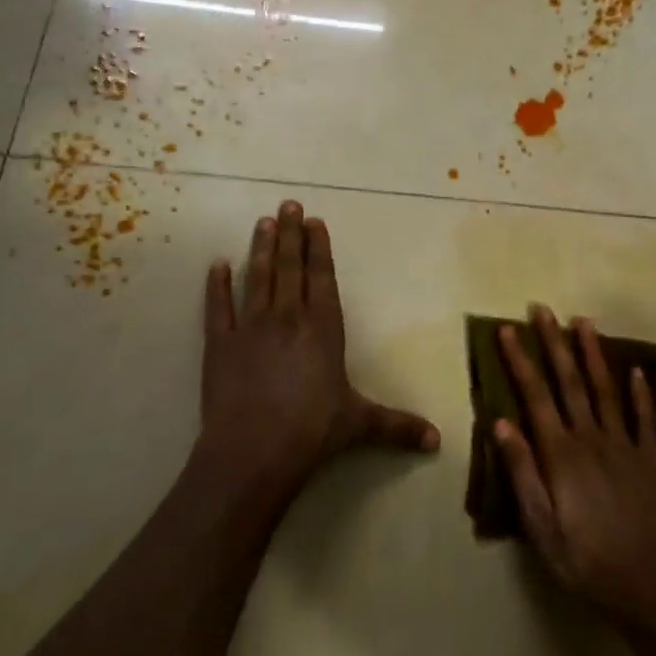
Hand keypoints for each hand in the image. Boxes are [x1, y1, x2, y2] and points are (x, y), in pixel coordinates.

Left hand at [196, 200, 438, 497]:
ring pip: (258, 277)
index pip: (322, 277)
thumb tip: (438, 442)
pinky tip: (217, 264)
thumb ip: (398, 426)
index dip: (318, 248)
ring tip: (262, 222)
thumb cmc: (313, 431)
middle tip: (288, 204)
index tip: (314, 222)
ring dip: (261, 248)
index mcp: (324, 328)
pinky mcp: (220, 344)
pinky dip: (217, 285)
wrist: (254, 451)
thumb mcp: (360, 424)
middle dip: (290, 233)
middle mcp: (289, 317)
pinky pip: (218, 307)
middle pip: (290, 267)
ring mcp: (252, 327)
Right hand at [494, 306, 655, 632]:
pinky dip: (640, 392)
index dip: (520, 361)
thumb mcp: (542, 529)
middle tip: (542, 310)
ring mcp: (625, 446)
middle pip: (570, 382)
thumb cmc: (587, 563)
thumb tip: (501, 422)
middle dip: (554, 343)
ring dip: (593, 353)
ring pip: (606, 389)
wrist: (652, 590)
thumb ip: (522, 473)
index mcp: (562, 455)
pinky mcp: (650, 460)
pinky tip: (636, 370)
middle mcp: (592, 439)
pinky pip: (644, 418)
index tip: (507, 330)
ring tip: (583, 321)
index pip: (535, 397)